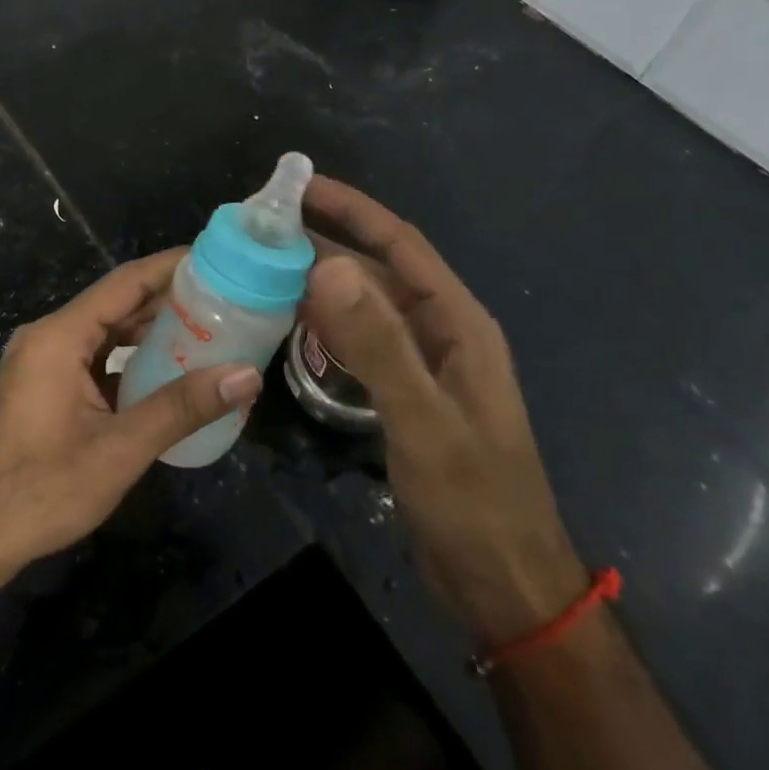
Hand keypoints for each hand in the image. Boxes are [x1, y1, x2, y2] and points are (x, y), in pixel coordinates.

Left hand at [0, 249, 262, 583]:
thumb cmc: (41, 490)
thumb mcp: (119, 449)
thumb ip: (183, 407)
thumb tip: (247, 376)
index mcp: (59, 336)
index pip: (125, 282)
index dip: (171, 267)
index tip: (215, 259)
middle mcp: (47, 337)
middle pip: (115, 304)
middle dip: (167, 300)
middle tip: (223, 300)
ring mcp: (40, 363)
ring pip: (103, 332)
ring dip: (148, 332)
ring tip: (205, 331)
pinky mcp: (40, 387)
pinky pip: (91, 358)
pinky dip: (127, 360)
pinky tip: (163, 374)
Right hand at [301, 177, 586, 645]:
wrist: (503, 584)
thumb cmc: (473, 499)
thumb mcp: (424, 418)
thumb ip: (378, 343)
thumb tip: (326, 265)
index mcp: (457, 322)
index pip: (399, 244)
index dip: (353, 209)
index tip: (301, 186)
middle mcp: (441, 332)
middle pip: (378, 271)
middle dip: (326, 243)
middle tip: (264, 230)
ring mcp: (424, 365)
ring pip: (365, 307)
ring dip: (322, 284)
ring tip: (265, 268)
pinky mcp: (406, 395)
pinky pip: (361, 343)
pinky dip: (327, 326)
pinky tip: (291, 324)